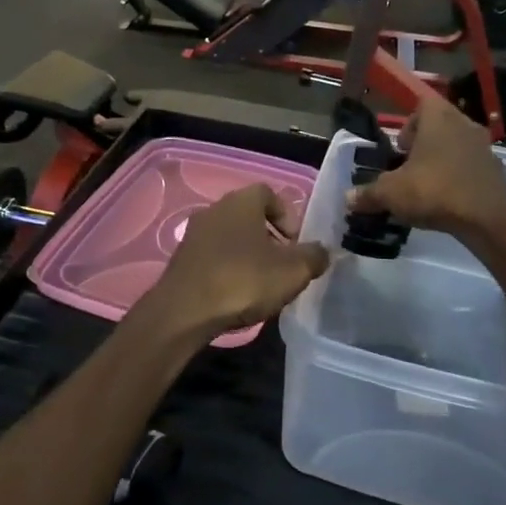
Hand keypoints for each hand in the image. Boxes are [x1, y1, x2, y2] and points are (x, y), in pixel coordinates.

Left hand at [147, 185, 328, 339]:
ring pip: (230, 235)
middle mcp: (215, 208)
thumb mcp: (292, 271)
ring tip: (262, 283)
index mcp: (241, 201)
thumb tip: (323, 251)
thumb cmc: (243, 281)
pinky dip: (228, 267)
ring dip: (248, 253)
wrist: (185, 311)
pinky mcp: (182, 257)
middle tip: (283, 265)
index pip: (269, 193)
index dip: (287, 216)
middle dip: (270, 237)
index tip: (296, 244)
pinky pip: (213, 255)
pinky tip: (236, 293)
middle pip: (249, 215)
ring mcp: (194, 233)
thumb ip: (314, 257)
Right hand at [347, 94, 505, 246]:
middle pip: (440, 125)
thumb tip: (348, 198)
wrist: (488, 219)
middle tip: (408, 168)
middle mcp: (464, 124)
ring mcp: (485, 147)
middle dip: (423, 145)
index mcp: (438, 118)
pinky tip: (448, 201)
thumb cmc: (434, 191)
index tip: (400, 148)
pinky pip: (471, 167)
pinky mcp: (497, 171)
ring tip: (426, 186)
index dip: (408, 124)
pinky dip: (459, 178)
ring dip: (442, 161)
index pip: (422, 104)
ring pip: (457, 146)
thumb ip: (368, 194)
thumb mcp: (391, 193)